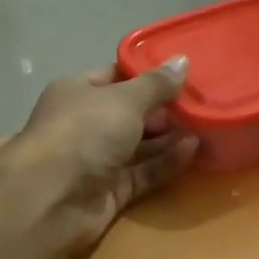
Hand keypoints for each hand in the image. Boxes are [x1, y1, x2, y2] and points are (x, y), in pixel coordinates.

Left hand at [11, 57, 197, 248]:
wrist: (52, 197)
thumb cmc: (84, 132)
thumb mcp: (125, 99)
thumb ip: (157, 84)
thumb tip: (183, 61)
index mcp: (77, 92)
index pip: (115, 76)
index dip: (147, 75)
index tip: (182, 74)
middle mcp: (84, 124)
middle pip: (129, 113)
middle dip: (162, 109)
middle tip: (201, 102)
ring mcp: (96, 160)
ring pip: (138, 146)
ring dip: (168, 137)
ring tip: (206, 125)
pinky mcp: (109, 191)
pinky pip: (142, 173)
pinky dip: (165, 163)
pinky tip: (193, 150)